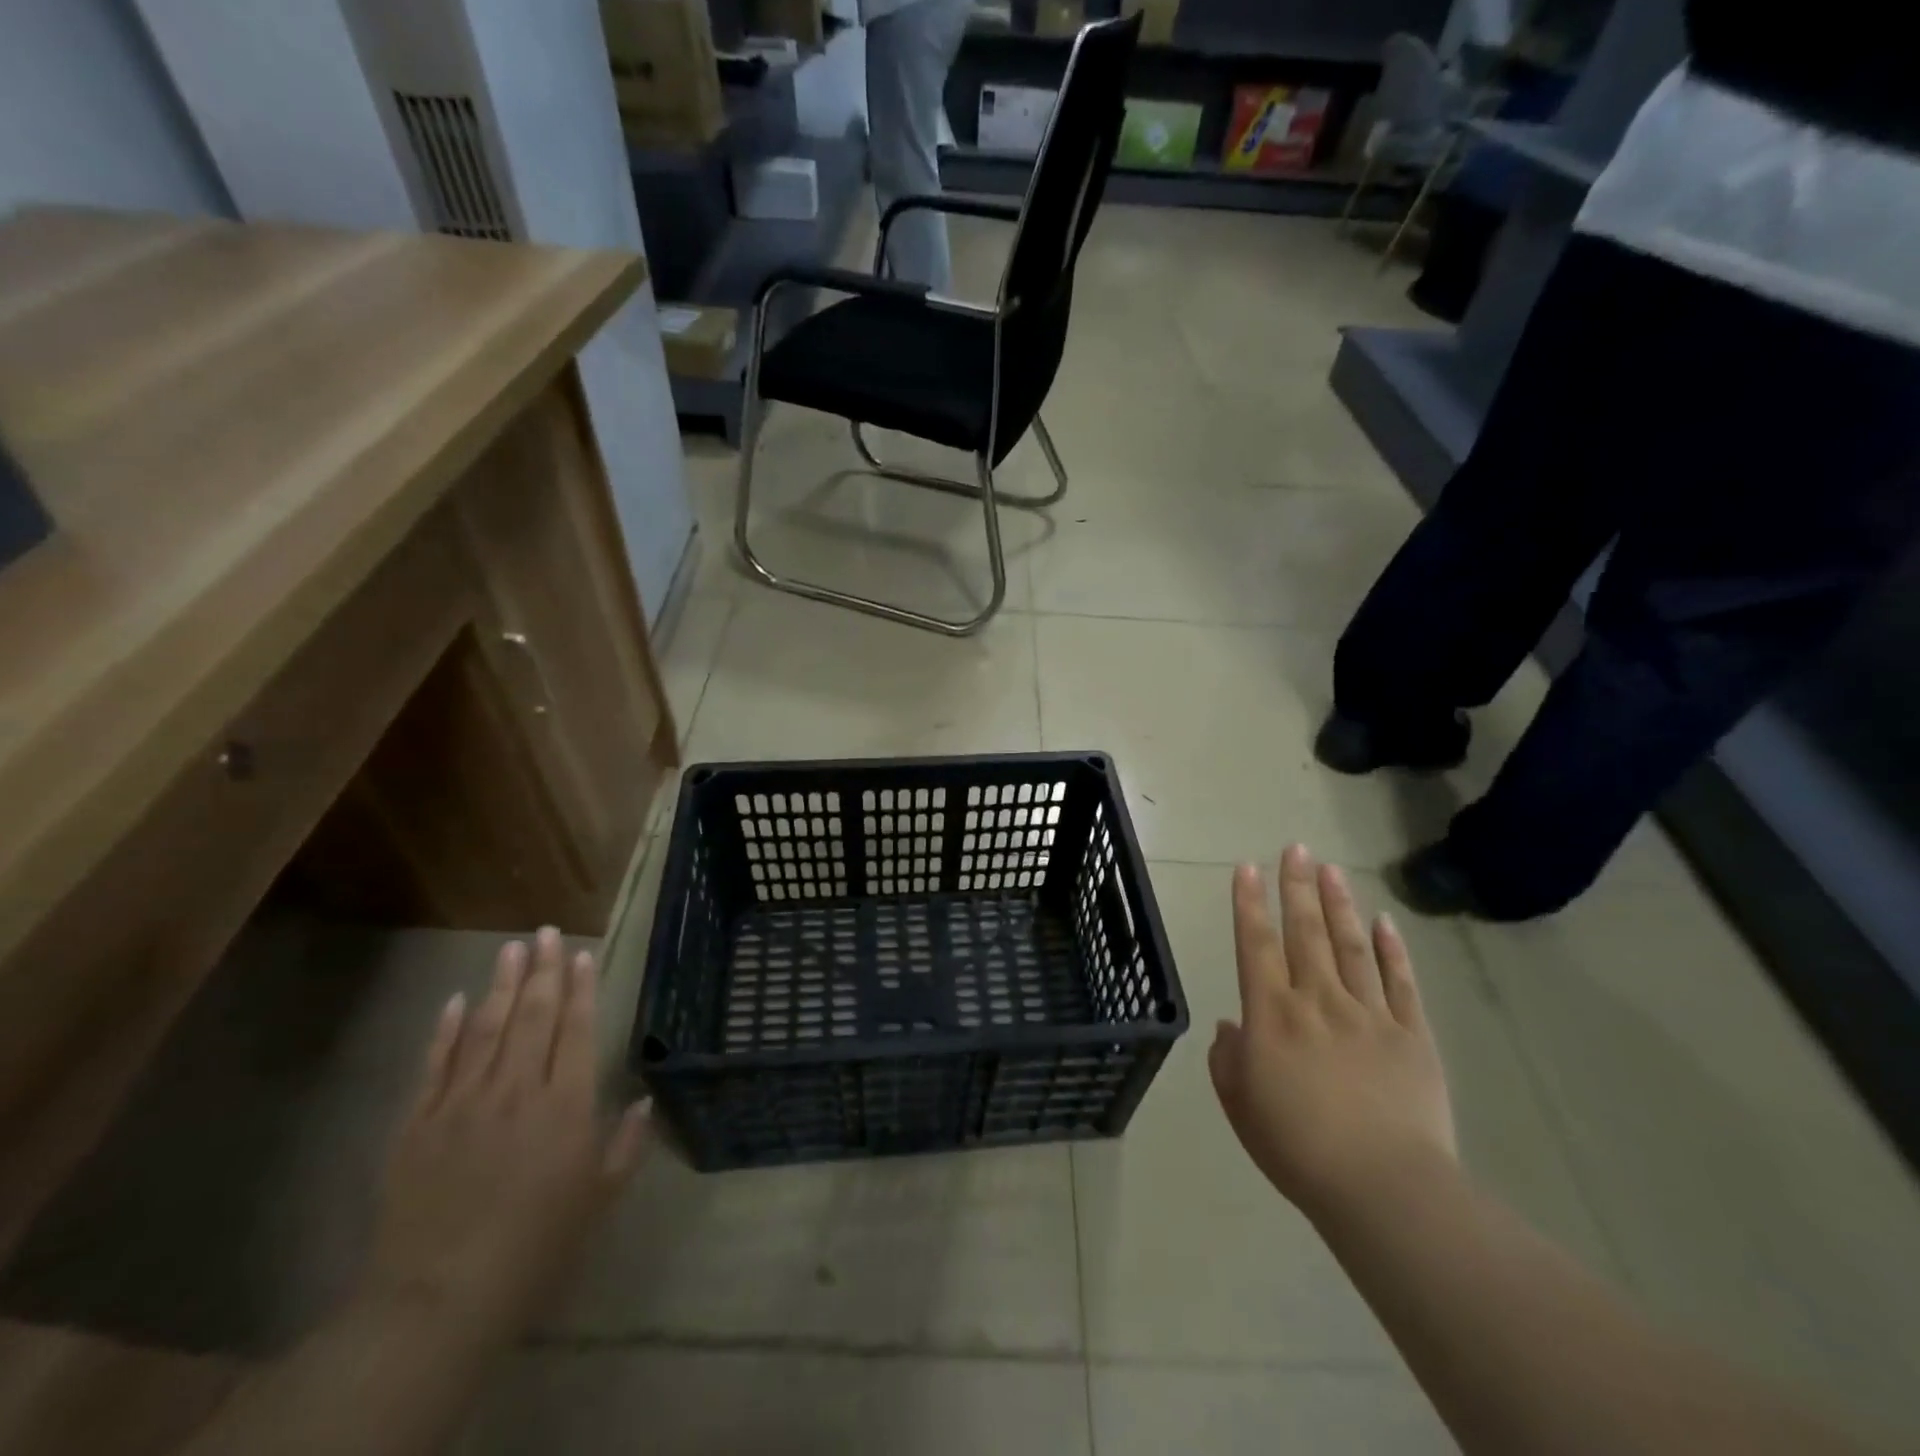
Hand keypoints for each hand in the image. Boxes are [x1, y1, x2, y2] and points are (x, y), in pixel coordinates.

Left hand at [362, 929, 650, 1337]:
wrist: (437, 1298)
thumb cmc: (536, 1246)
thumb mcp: (599, 1199)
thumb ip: (626, 1145)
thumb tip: (645, 1101)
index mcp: (566, 1105)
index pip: (577, 1030)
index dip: (581, 988)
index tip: (581, 954)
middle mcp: (517, 1089)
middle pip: (532, 1016)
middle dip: (542, 971)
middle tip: (545, 931)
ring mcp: (463, 1102)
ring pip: (485, 1028)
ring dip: (500, 984)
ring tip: (511, 947)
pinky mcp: (418, 1123)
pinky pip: (435, 1064)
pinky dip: (445, 1029)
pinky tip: (455, 1000)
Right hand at [1209, 845, 1455, 1220]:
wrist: (1383, 1188)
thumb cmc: (1297, 1148)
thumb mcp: (1240, 1105)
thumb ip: (1229, 1059)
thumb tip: (1232, 1026)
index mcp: (1272, 1014)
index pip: (1256, 944)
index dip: (1249, 903)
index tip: (1246, 867)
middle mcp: (1318, 1000)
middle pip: (1305, 932)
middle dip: (1297, 886)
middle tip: (1296, 849)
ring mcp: (1369, 1014)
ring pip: (1351, 946)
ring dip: (1339, 905)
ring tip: (1331, 870)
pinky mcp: (1412, 1036)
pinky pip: (1400, 983)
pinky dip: (1392, 950)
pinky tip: (1384, 922)